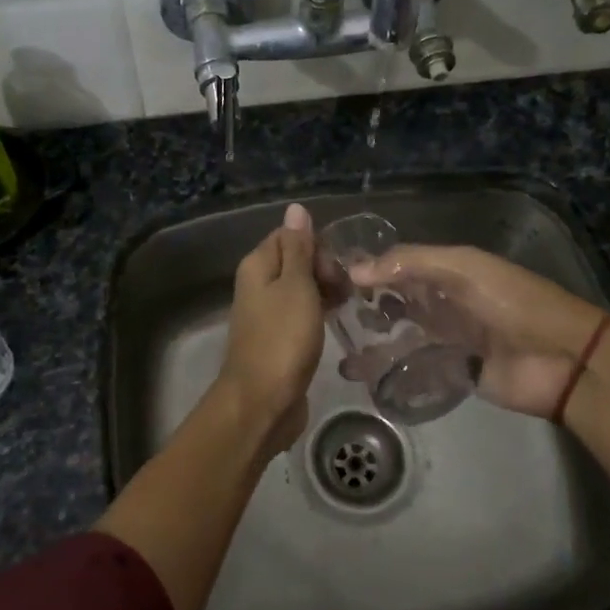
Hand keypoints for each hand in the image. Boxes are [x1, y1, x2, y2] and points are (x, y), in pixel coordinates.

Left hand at [215, 204, 324, 453]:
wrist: (263, 401)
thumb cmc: (282, 339)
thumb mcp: (296, 287)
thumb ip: (298, 249)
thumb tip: (295, 208)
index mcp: (258, 266)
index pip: (289, 236)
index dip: (317, 246)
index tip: (339, 267)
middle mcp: (258, 284)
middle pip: (295, 261)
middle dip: (324, 269)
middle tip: (348, 290)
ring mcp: (266, 313)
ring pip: (300, 289)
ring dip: (325, 291)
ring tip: (351, 304)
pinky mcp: (277, 338)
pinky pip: (300, 313)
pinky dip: (319, 313)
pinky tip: (337, 321)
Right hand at [347, 244, 607, 417]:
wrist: (562, 359)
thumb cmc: (513, 303)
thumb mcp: (463, 269)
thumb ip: (410, 264)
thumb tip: (354, 269)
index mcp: (448, 271)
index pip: (397, 265)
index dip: (366, 269)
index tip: (326, 277)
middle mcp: (443, 302)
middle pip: (395, 302)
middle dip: (363, 307)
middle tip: (327, 316)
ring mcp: (446, 339)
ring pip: (400, 336)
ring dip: (372, 341)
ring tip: (337, 349)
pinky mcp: (451, 373)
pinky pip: (413, 369)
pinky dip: (388, 371)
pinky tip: (358, 375)